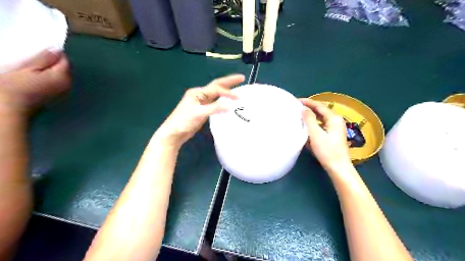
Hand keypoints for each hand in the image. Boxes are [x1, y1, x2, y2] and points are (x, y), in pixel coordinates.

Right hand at [0, 49, 70, 115]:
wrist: (8, 109)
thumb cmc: (14, 87)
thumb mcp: (27, 67)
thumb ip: (44, 58)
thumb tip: (56, 49)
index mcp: (63, 77)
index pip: (64, 60)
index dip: (53, 53)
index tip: (38, 49)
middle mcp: (67, 85)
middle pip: (63, 68)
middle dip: (51, 62)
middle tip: (33, 58)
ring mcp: (62, 92)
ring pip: (59, 75)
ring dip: (49, 70)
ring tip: (31, 67)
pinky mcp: (55, 97)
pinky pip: (55, 83)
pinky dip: (47, 78)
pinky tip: (34, 78)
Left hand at [154, 75, 245, 148]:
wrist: (174, 133)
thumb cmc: (183, 122)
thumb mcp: (199, 113)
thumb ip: (214, 108)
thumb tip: (229, 106)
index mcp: (197, 93)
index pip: (216, 89)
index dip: (227, 92)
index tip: (238, 98)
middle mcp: (200, 95)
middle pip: (216, 86)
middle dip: (229, 82)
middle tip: (242, 78)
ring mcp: (201, 102)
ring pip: (216, 94)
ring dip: (226, 91)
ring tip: (238, 88)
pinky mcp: (203, 110)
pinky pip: (215, 102)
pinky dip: (223, 101)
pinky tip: (228, 102)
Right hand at [299, 98, 350, 171]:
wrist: (338, 168)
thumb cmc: (327, 151)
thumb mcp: (316, 134)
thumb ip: (309, 120)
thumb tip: (304, 108)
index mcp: (334, 119)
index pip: (319, 106)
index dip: (308, 102)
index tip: (296, 100)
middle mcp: (336, 121)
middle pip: (321, 111)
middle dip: (309, 108)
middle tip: (297, 107)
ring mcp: (335, 129)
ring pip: (321, 119)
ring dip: (311, 116)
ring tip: (299, 115)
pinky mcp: (333, 136)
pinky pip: (321, 126)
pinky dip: (313, 124)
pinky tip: (306, 128)